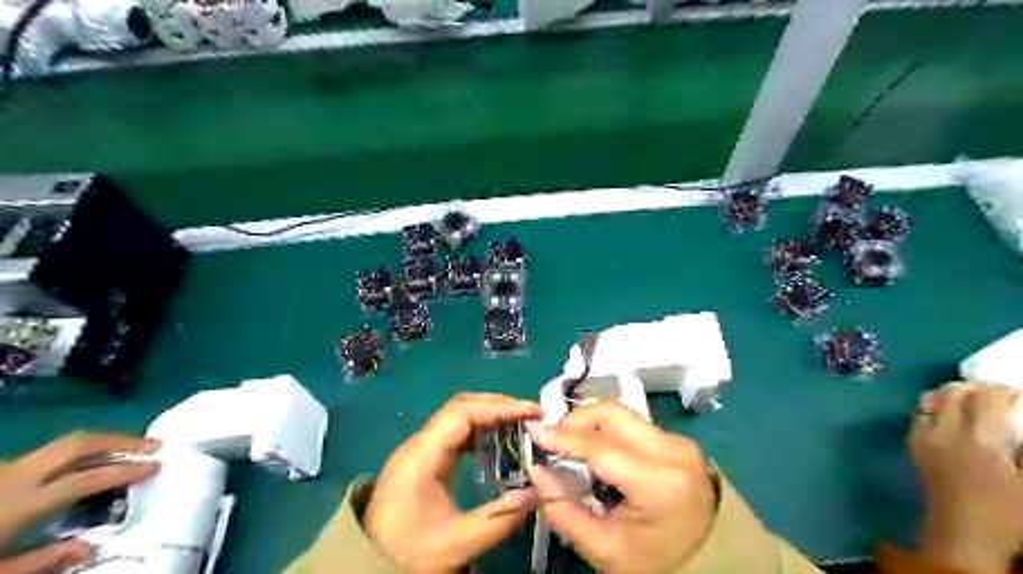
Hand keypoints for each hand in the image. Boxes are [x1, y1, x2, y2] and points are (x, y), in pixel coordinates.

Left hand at [1, 432, 155, 570]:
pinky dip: (73, 456)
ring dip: (99, 445)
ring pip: (61, 446)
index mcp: (21, 502)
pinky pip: (42, 457)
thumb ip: (42, 560)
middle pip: (79, 443)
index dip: (127, 470)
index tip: (157, 466)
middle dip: (120, 441)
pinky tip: (80, 468)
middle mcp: (15, 477)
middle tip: (152, 445)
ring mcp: (2, 471)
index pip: (89, 478)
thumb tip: (89, 547)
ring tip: (126, 452)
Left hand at [366, 395, 541, 572]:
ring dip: (490, 414)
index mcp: (421, 456)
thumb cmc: (408, 553)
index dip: (499, 407)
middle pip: (460, 406)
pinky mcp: (423, 457)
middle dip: (498, 405)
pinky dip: (479, 428)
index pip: (463, 413)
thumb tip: (535, 493)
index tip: (531, 412)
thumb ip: (497, 519)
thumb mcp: (455, 544)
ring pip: (457, 415)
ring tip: (520, 423)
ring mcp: (419, 448)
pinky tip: (497, 439)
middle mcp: (419, 443)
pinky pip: (454, 431)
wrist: (369, 565)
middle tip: (531, 415)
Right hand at [523, 401, 713, 573]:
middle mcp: (672, 449)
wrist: (710, 564)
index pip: (600, 446)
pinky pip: (632, 423)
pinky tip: (595, 451)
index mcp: (659, 482)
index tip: (531, 430)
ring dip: (589, 423)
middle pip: (612, 413)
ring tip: (570, 446)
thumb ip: (562, 509)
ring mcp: (678, 441)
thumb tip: (535, 470)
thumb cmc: (656, 564)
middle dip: (575, 421)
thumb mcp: (603, 549)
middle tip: (551, 440)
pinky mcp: (676, 440)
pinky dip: (606, 430)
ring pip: (621, 413)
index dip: (561, 437)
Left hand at [912, 381, 1021, 572]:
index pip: (985, 398)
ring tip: (969, 402)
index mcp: (979, 439)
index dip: (1001, 391)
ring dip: (949, 395)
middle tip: (993, 394)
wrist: (963, 533)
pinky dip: (933, 408)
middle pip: (952, 393)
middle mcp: (944, 431)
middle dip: (973, 388)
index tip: (1016, 394)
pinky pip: (918, 415)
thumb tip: (1016, 426)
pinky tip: (949, 418)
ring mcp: (923, 437)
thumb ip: (1022, 446)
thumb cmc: (1009, 513)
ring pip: (929, 400)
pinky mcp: (912, 446)